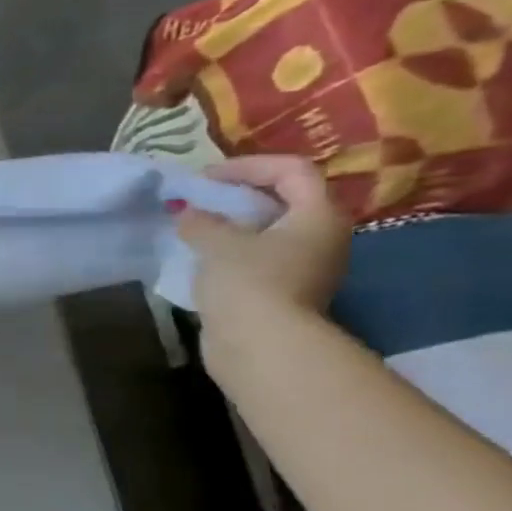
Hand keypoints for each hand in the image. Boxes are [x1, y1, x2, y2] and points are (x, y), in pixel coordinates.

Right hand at [176, 155, 351, 330]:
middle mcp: (323, 236)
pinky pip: (260, 257)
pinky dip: (233, 251)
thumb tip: (188, 213)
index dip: (247, 166)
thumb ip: (200, 221)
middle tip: (199, 200)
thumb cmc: (248, 282)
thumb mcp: (217, 243)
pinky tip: (203, 258)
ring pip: (270, 231)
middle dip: (239, 195)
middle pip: (284, 199)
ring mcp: (307, 267)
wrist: (261, 344)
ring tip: (195, 228)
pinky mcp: (285, 292)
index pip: (291, 170)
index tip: (205, 179)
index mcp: (318, 215)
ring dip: (233, 225)